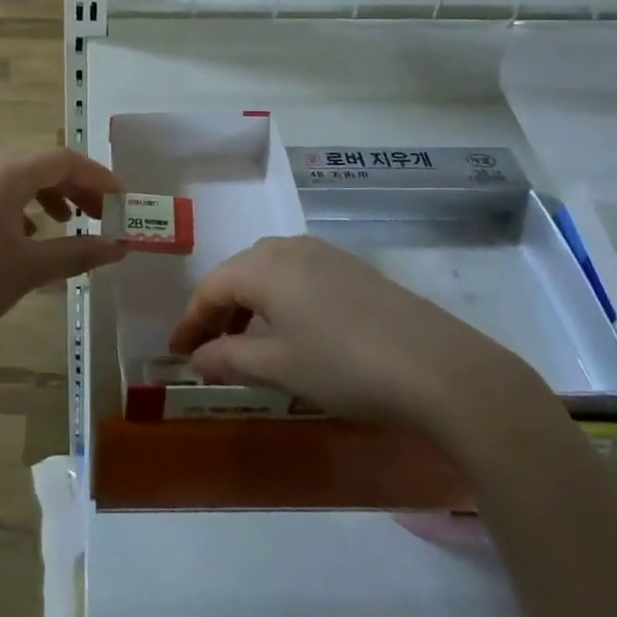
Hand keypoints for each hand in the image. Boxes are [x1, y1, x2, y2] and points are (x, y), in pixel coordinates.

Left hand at [0, 148, 129, 356]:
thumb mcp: (29, 270)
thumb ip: (77, 253)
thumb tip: (118, 248)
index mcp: (5, 175)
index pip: (64, 160)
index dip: (98, 177)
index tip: (123, 201)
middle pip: (41, 166)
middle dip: (77, 187)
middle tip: (102, 216)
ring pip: (18, 180)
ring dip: (50, 197)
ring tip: (69, 224)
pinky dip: (22, 208)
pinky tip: (27, 238)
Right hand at [167, 236, 542, 441]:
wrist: (439, 368)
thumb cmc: (344, 366)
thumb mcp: (278, 367)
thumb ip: (229, 358)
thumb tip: (196, 358)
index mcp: (263, 266)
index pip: (211, 288)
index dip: (190, 321)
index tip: (176, 352)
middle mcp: (289, 248)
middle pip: (238, 275)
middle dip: (218, 312)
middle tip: (206, 350)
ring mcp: (325, 255)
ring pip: (270, 274)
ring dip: (249, 307)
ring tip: (245, 344)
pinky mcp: (353, 271)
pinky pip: (299, 279)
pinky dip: (280, 303)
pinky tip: (292, 333)